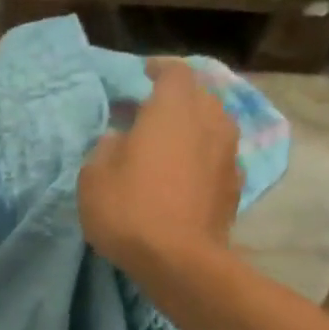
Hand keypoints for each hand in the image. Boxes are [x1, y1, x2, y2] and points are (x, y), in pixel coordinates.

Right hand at [79, 57, 241, 276]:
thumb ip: (106, 147)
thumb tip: (119, 139)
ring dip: (190, 129)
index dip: (157, 69)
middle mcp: (209, 121)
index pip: (173, 72)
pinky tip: (182, 175)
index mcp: (173, 109)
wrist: (179, 260)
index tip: (142, 74)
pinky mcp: (234, 185)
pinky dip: (200, 157)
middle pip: (197, 96)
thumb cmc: (129, 209)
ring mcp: (228, 153)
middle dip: (175, 99)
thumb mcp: (94, 176)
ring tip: (166, 144)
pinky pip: (216, 156)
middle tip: (148, 113)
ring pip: (211, 125)